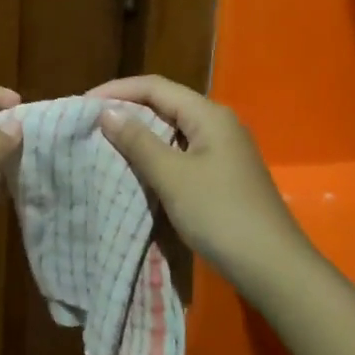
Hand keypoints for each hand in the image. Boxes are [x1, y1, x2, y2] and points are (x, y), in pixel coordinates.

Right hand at [91, 76, 304, 277]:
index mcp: (209, 115)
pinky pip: (182, 152)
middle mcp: (218, 124)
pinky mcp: (223, 175)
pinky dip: (156, 154)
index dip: (117, 91)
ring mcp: (223, 151)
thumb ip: (138, 141)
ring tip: (106, 142)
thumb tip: (107, 112)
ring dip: (140, 133)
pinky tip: (137, 167)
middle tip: (90, 122)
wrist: (272, 266)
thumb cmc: (220, 214)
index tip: (82, 104)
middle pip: (165, 104)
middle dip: (127, 109)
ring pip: (173, 130)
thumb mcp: (173, 176)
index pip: (155, 87)